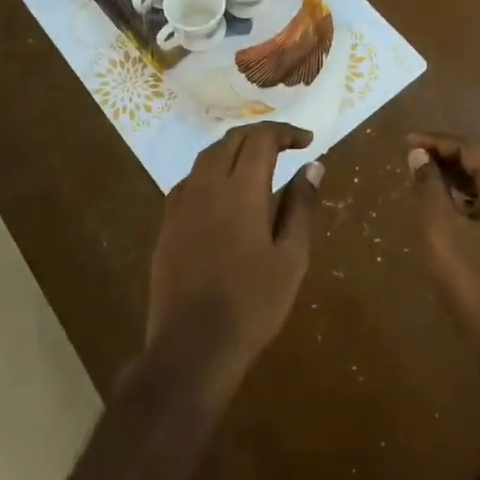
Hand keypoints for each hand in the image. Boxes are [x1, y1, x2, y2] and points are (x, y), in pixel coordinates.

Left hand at [145, 123, 321, 407]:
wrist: (192, 347)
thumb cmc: (252, 305)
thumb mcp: (290, 258)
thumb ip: (301, 207)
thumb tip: (313, 166)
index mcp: (241, 190)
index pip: (262, 139)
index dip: (285, 132)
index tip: (307, 141)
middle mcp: (207, 185)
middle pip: (232, 140)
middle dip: (261, 135)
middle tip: (287, 145)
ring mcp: (181, 203)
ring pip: (207, 156)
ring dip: (234, 148)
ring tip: (258, 161)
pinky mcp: (166, 223)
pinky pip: (190, 180)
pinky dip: (212, 171)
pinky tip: (223, 192)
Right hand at [406, 132, 479, 379]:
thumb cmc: (474, 281)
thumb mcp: (441, 230)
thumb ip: (429, 188)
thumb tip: (419, 155)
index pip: (470, 149)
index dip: (436, 141)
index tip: (406, 141)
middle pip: (479, 164)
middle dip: (443, 156)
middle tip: (409, 156)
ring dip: (451, 177)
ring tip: (419, 178)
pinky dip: (459, 199)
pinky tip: (439, 209)